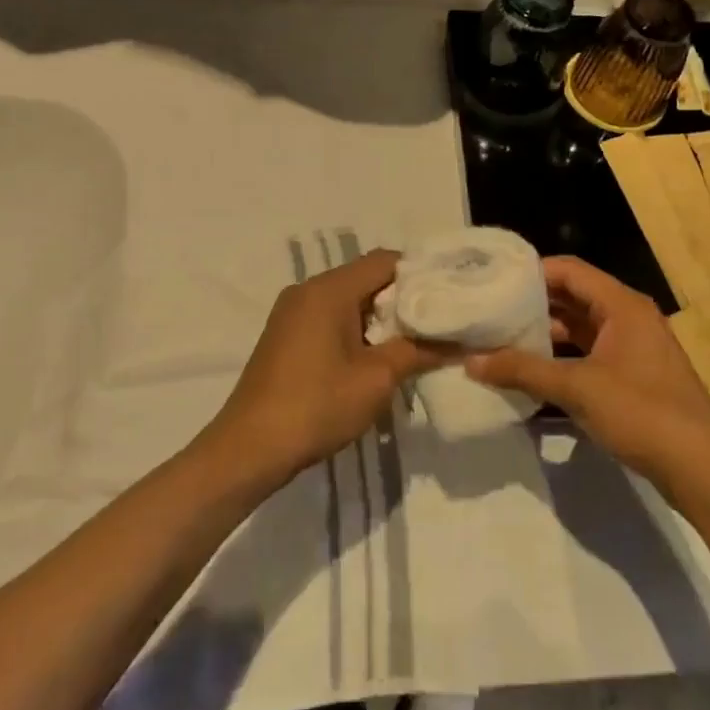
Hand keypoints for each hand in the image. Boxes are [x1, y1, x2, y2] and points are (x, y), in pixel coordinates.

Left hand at [210, 250, 450, 482]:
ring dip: (380, 318)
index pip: (386, 261)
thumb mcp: (377, 379)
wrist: (250, 448)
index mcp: (329, 289)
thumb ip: (418, 351)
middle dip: (403, 299)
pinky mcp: (286, 335)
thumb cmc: (317, 406)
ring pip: (349, 299)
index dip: (421, 275)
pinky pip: (330, 317)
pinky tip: (375, 357)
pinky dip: (357, 329)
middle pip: (367, 278)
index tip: (449, 298)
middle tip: (438, 323)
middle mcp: (308, 290)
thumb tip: (459, 342)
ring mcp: (292, 312)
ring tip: (414, 343)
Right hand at [467, 255, 709, 480]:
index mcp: (621, 305)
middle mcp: (629, 317)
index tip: (493, 281)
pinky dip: (562, 356)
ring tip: (502, 339)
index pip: (569, 270)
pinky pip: (590, 352)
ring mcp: (633, 347)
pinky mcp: (634, 375)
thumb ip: (523, 370)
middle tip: (490, 310)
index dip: (531, 272)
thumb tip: (472, 361)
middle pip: (574, 296)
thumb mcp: (576, 388)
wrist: (700, 467)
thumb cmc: (641, 413)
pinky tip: (533, 370)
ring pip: (581, 327)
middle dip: (533, 303)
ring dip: (546, 332)